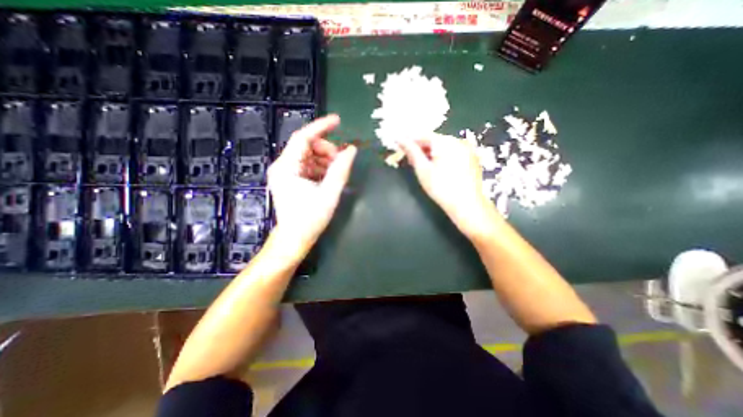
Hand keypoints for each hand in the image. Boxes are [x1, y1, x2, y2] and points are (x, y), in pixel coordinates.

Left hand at [269, 113, 357, 250]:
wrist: (295, 238)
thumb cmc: (310, 218)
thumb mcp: (329, 193)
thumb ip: (341, 169)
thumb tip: (351, 150)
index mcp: (287, 167)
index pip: (303, 137)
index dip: (321, 127)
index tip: (338, 121)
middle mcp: (282, 166)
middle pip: (306, 146)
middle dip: (326, 149)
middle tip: (341, 160)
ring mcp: (284, 172)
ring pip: (307, 155)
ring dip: (324, 159)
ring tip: (337, 170)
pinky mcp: (289, 179)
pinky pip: (306, 165)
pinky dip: (320, 167)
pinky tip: (329, 176)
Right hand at [398, 135, 495, 238]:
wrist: (467, 205)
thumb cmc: (441, 188)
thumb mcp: (423, 170)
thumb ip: (411, 152)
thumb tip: (399, 139)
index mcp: (445, 142)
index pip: (422, 135)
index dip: (409, 140)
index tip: (398, 145)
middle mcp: (457, 140)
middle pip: (433, 140)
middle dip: (420, 147)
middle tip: (408, 158)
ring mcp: (467, 149)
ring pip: (442, 146)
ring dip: (430, 152)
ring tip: (421, 164)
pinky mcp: (471, 157)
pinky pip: (452, 152)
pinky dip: (441, 156)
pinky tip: (436, 167)